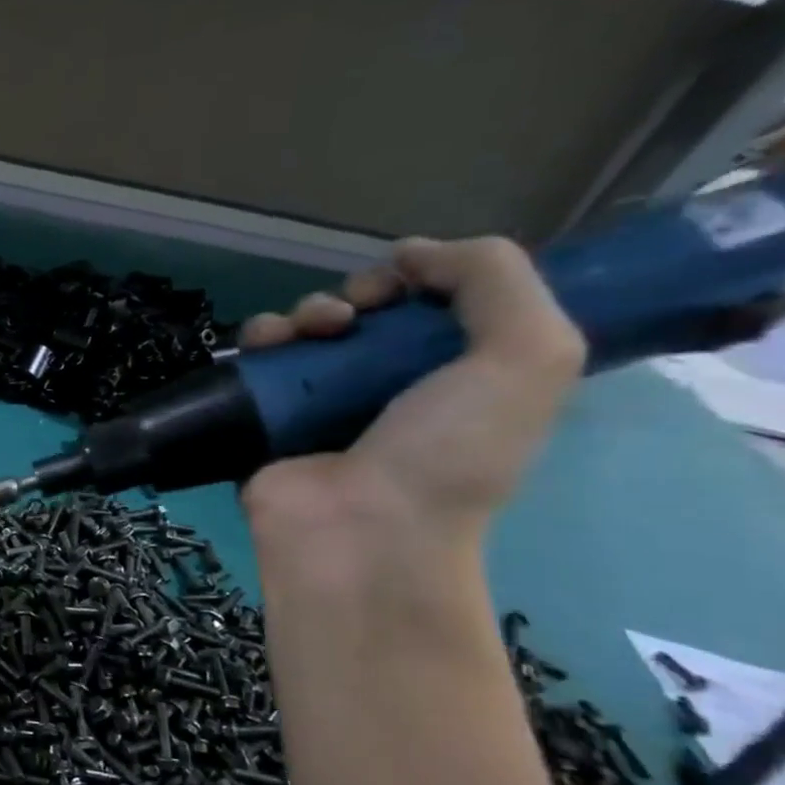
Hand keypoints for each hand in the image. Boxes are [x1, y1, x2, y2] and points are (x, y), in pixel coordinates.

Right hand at [239, 237, 584, 557]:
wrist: (362, 531)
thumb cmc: (450, 451)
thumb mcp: (528, 354)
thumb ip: (495, 278)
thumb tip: (412, 252)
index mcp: (456, 376)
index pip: (433, 307)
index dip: (420, 279)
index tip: (406, 285)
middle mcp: (387, 388)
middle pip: (366, 314)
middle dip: (357, 294)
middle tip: (353, 315)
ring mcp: (319, 406)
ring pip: (304, 331)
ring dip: (303, 312)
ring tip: (308, 332)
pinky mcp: (264, 420)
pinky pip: (255, 363)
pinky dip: (258, 341)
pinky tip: (265, 346)